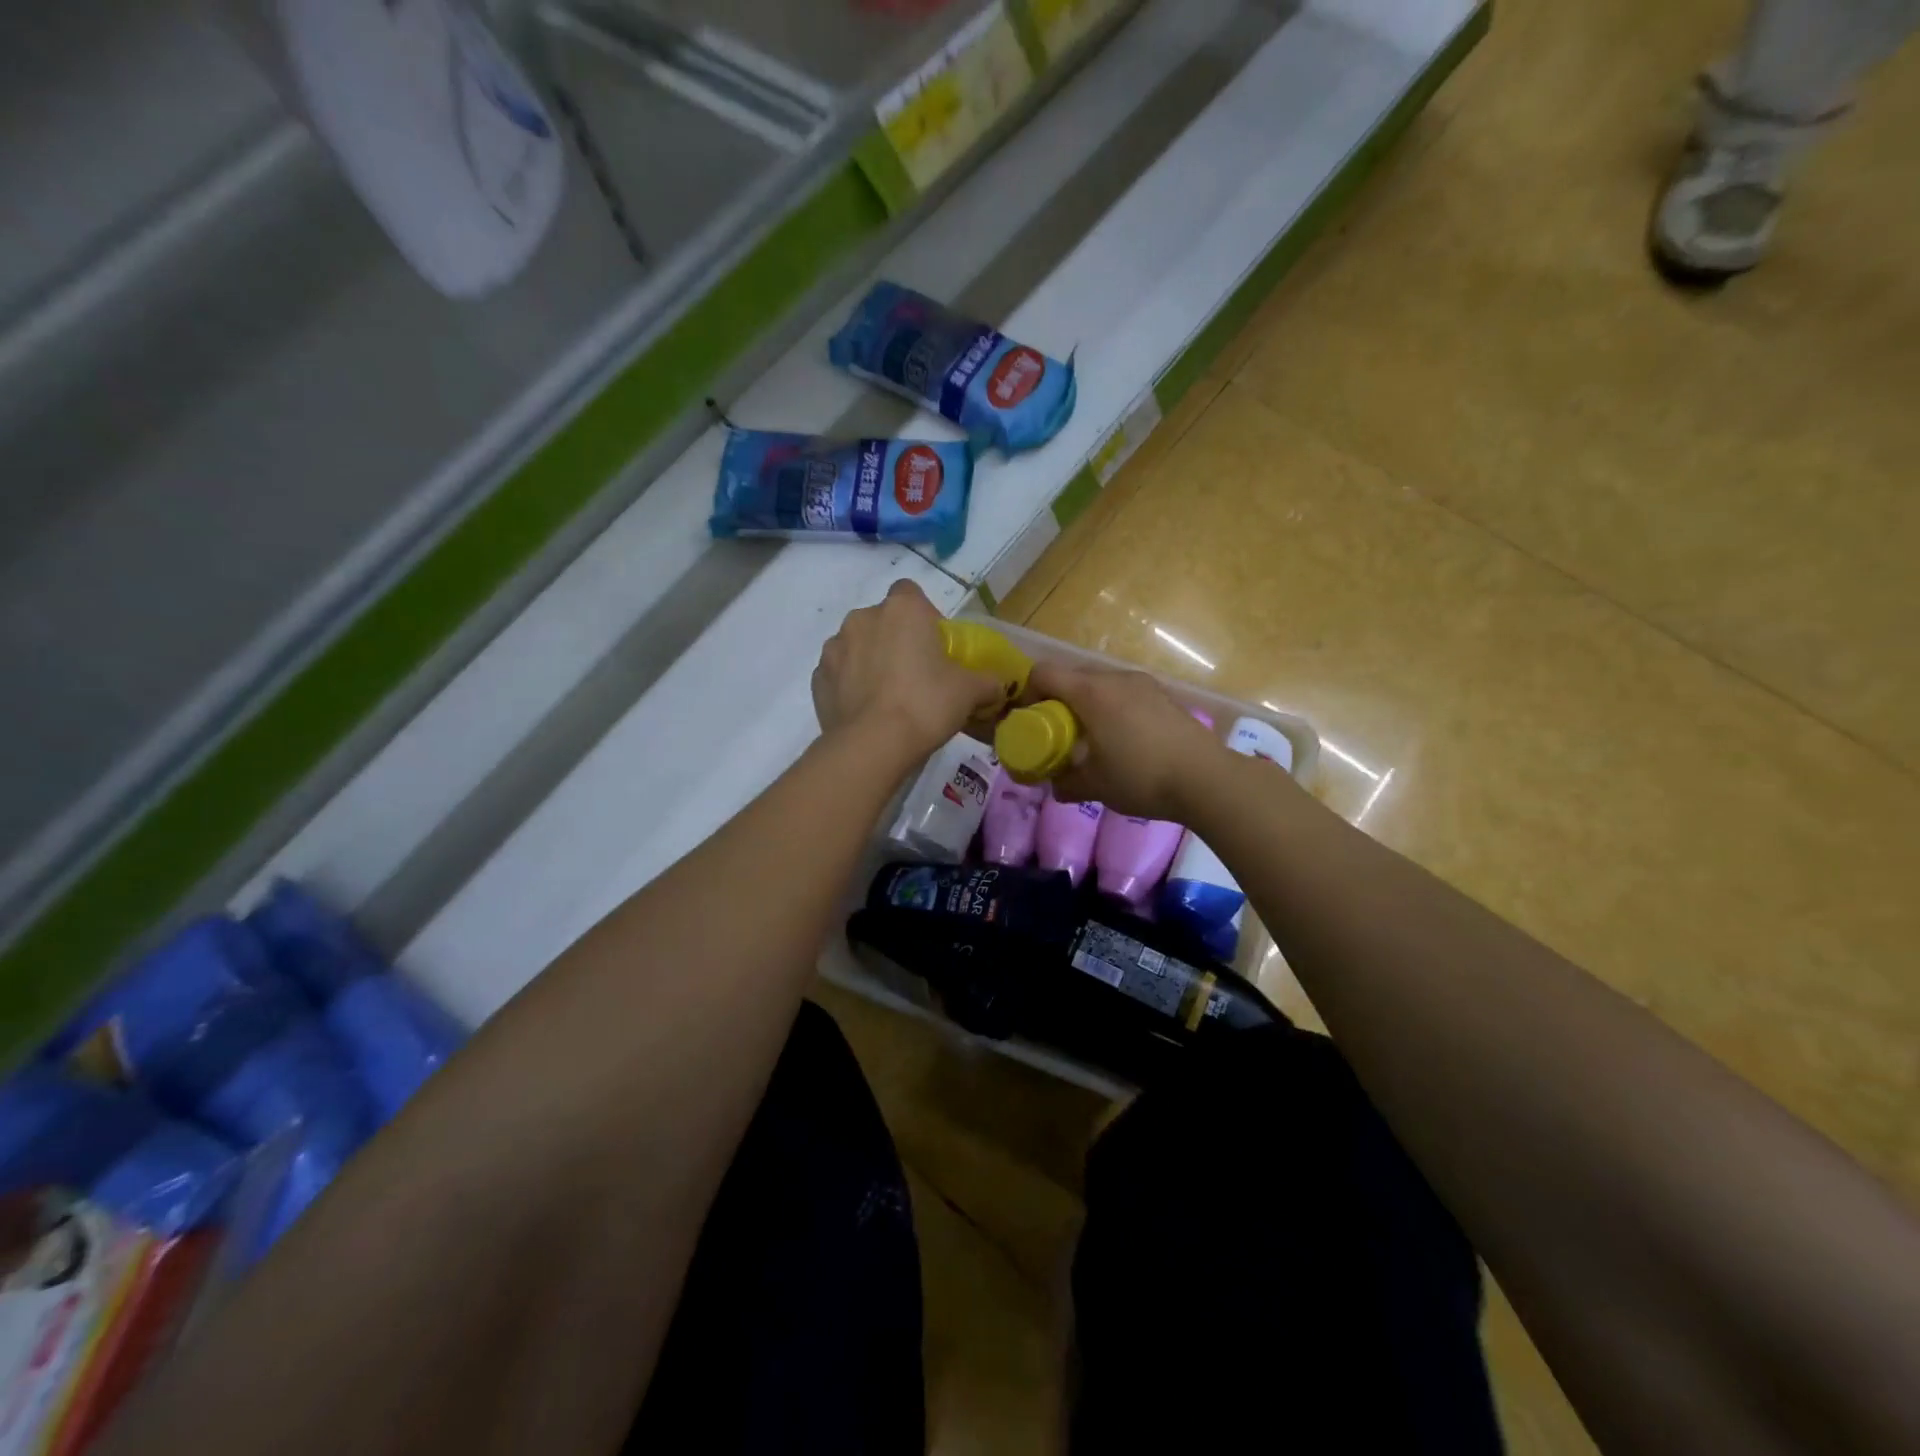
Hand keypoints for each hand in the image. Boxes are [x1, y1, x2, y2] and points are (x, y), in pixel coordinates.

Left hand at [813, 580, 1003, 757]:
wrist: (873, 745)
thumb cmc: (926, 705)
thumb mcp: (970, 692)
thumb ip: (987, 682)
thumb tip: (997, 686)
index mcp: (902, 609)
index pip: (911, 593)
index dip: (924, 616)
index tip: (934, 646)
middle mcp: (862, 618)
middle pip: (883, 621)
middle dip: (896, 640)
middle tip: (916, 676)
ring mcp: (834, 648)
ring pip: (857, 646)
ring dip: (870, 661)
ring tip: (888, 698)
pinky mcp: (817, 678)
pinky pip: (839, 674)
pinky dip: (850, 686)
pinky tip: (867, 712)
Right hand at [1026, 662, 1221, 820]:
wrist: (1206, 778)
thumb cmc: (1141, 777)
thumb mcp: (1095, 786)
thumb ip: (1066, 782)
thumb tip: (1054, 786)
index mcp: (1091, 692)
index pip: (1044, 673)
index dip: (1028, 693)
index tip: (1028, 721)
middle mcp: (1115, 678)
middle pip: (1072, 677)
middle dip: (1057, 702)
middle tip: (1057, 734)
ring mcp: (1143, 684)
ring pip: (1100, 685)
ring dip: (1087, 705)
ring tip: (1090, 739)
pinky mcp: (1163, 696)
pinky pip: (1124, 694)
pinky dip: (1112, 709)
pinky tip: (1122, 741)